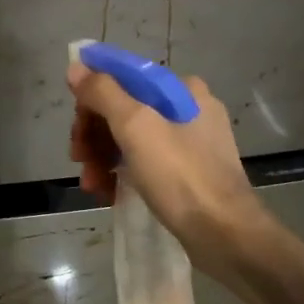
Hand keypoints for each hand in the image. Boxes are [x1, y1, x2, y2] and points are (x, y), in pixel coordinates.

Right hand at [67, 63, 269, 287]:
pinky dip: (123, 173)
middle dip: (95, 135)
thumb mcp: (135, 126)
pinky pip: (146, 162)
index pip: (123, 78)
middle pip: (124, 109)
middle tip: (79, 160)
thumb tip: (76, 67)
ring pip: (132, 138)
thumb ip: (103, 92)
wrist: (226, 236)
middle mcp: (188, 108)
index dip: (91, 99)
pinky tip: (108, 193)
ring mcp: (191, 143)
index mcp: (181, 89)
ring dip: (103, 157)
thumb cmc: (180, 176)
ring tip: (92, 185)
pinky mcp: (189, 173)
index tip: (76, 130)